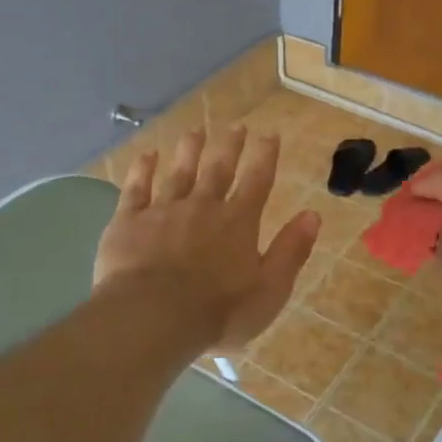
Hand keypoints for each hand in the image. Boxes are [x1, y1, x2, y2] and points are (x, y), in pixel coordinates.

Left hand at [94, 126, 320, 353]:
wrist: (152, 317)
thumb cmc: (218, 312)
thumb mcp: (270, 290)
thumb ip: (291, 251)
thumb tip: (313, 214)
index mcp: (238, 223)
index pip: (258, 181)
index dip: (266, 156)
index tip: (271, 134)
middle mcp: (203, 207)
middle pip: (218, 169)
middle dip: (229, 146)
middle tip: (236, 125)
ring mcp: (163, 210)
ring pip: (179, 172)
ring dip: (189, 150)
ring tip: (195, 131)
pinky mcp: (129, 221)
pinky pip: (136, 188)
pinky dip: (142, 170)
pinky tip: (146, 155)